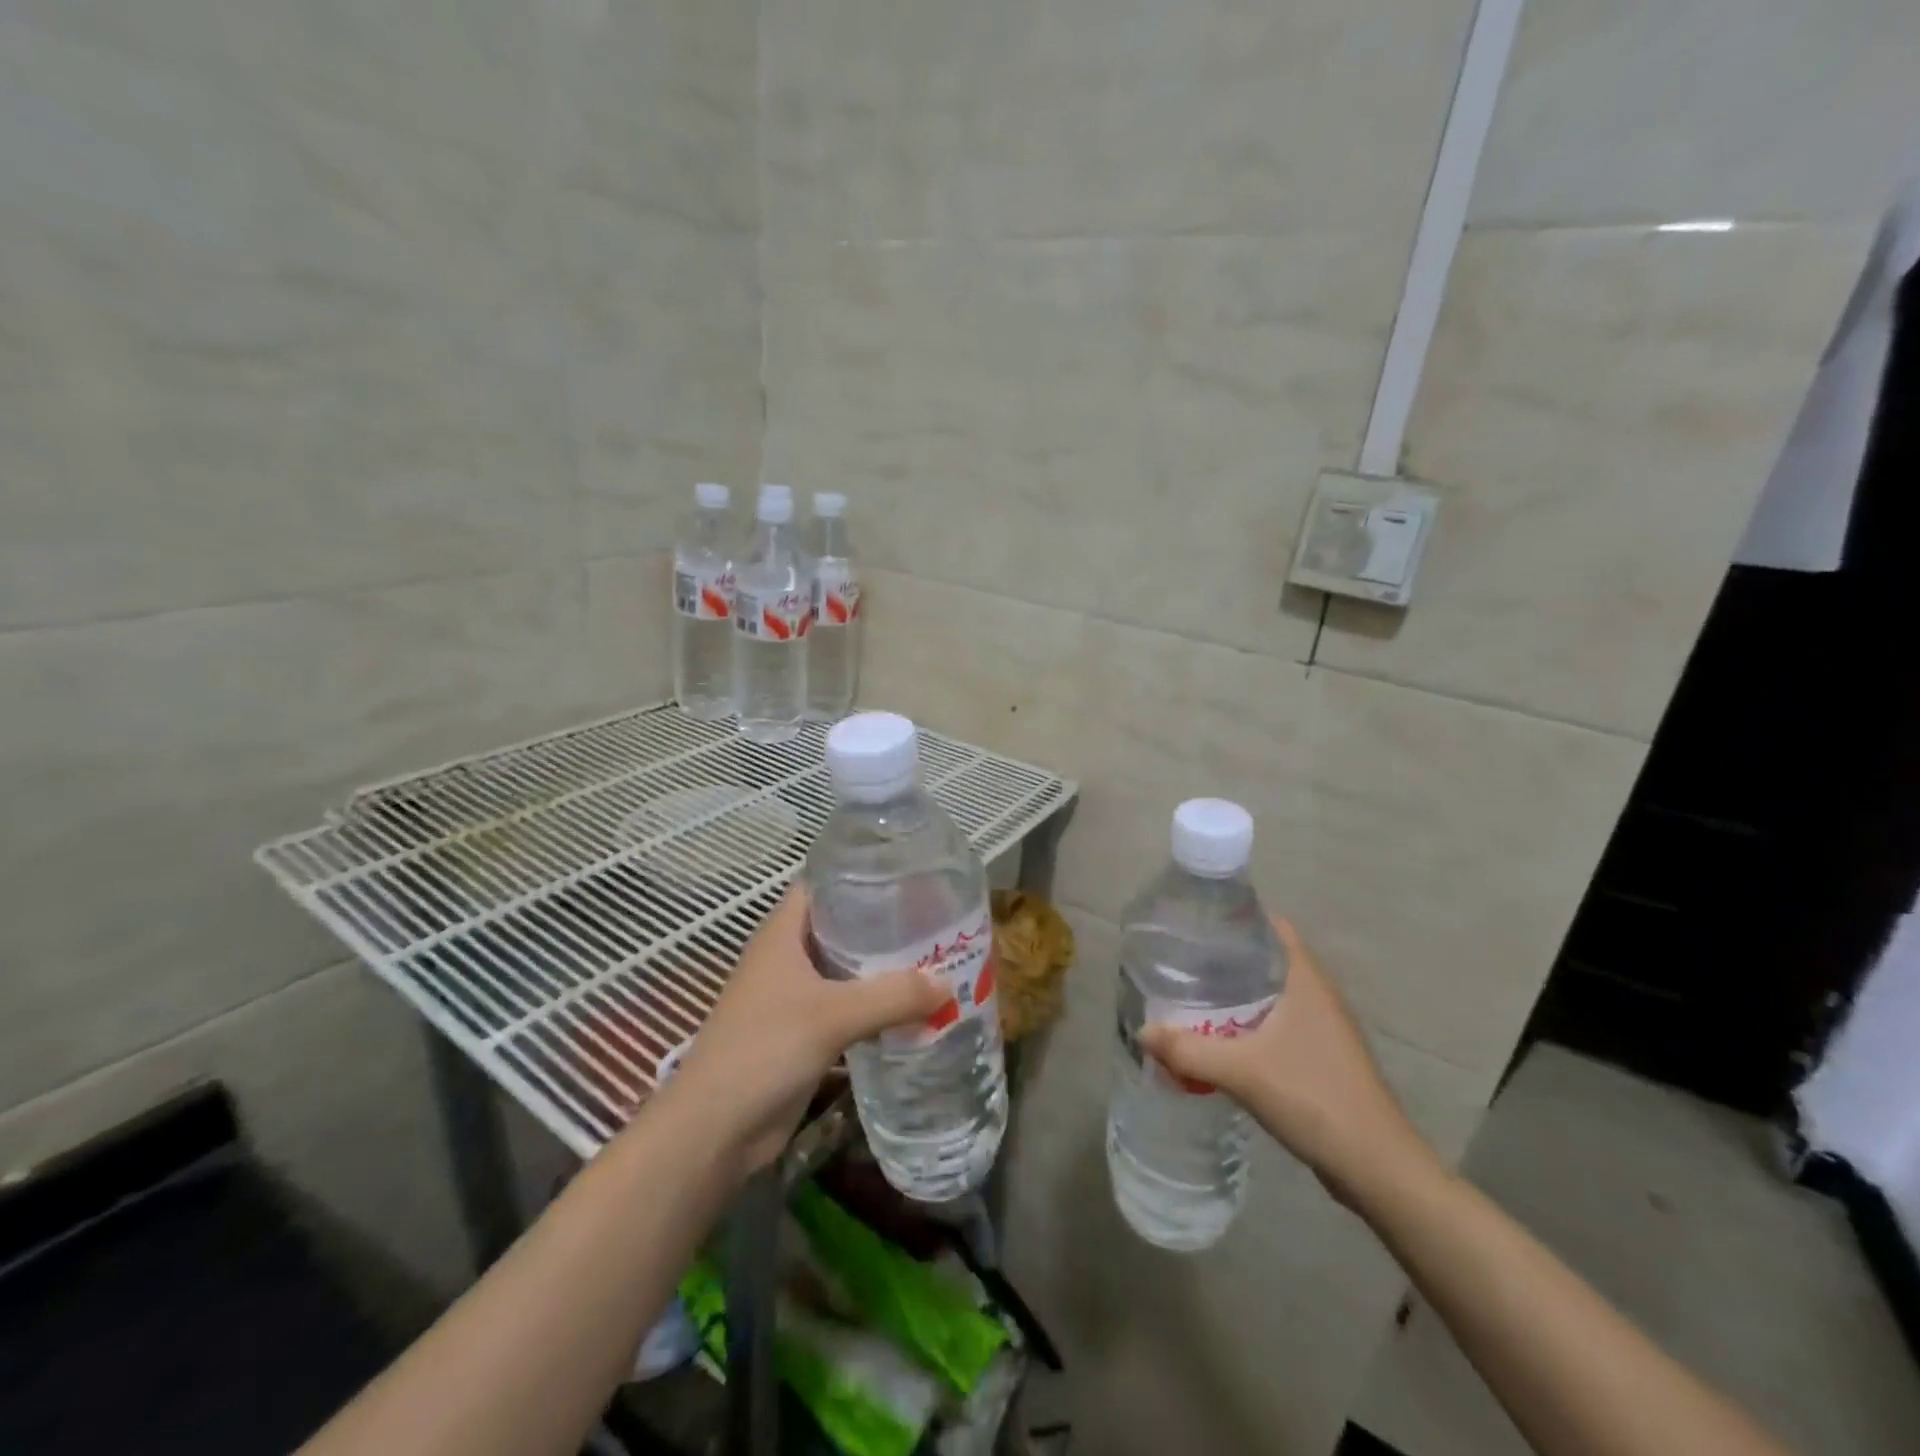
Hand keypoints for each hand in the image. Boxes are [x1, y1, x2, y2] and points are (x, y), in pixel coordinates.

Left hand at [659, 886, 946, 1177]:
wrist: (715, 1131)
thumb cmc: (764, 1049)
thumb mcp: (833, 1016)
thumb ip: (893, 996)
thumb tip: (949, 983)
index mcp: (783, 933)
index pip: (823, 883)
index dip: (860, 873)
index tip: (908, 875)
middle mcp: (787, 956)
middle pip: (841, 926)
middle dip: (884, 924)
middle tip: (935, 920)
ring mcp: (793, 996)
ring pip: (846, 969)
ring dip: (883, 969)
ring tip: (935, 960)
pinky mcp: (802, 1033)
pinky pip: (846, 1007)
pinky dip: (875, 1006)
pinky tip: (912, 1009)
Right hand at [1141, 918, 1441, 1208]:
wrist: (1376, 1168)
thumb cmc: (1315, 1098)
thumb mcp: (1242, 1072)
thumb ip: (1188, 1050)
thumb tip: (1141, 1032)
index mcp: (1306, 980)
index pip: (1271, 926)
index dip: (1235, 917)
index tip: (1195, 922)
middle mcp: (1318, 995)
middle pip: (1266, 957)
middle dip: (1225, 956)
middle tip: (1180, 959)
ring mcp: (1323, 1028)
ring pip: (1271, 993)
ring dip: (1235, 992)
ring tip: (1191, 993)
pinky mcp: (1321, 1057)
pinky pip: (1277, 1022)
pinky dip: (1248, 1021)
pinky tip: (1220, 1037)